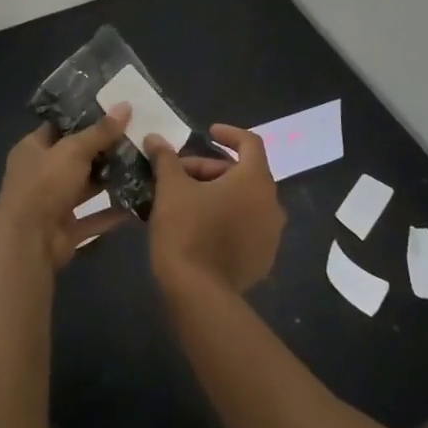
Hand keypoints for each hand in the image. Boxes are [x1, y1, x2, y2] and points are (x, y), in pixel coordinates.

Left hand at [0, 106, 133, 269]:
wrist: (28, 244)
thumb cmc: (44, 186)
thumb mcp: (73, 151)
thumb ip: (100, 132)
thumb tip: (125, 105)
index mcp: (33, 148)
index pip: (60, 125)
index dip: (85, 116)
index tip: (115, 109)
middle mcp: (41, 173)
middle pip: (77, 156)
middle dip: (105, 148)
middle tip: (137, 134)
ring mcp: (54, 202)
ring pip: (87, 186)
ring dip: (112, 178)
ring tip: (143, 163)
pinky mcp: (67, 228)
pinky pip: (95, 216)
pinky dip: (114, 210)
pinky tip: (140, 200)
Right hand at [144, 125, 285, 294]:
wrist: (198, 294)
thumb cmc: (187, 231)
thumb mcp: (171, 189)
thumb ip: (167, 159)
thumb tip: (155, 138)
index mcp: (256, 180)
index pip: (250, 143)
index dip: (229, 134)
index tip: (208, 133)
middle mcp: (272, 203)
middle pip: (244, 173)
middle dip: (212, 168)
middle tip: (180, 174)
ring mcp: (271, 234)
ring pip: (245, 200)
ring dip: (219, 193)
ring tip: (186, 199)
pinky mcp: (263, 258)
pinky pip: (247, 226)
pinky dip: (227, 218)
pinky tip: (200, 226)